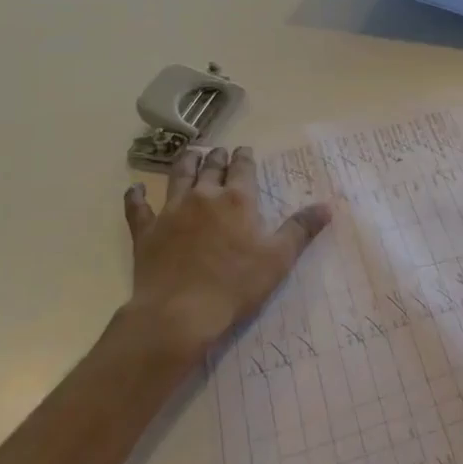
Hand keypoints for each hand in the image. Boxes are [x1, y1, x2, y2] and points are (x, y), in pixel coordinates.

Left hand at [119, 146, 331, 360]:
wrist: (178, 313)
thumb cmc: (235, 286)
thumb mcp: (278, 259)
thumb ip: (301, 229)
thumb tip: (327, 206)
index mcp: (237, 201)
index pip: (243, 168)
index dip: (245, 157)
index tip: (245, 150)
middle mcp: (203, 197)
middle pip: (210, 167)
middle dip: (217, 157)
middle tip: (219, 151)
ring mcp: (171, 212)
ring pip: (177, 177)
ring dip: (184, 163)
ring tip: (189, 154)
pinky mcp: (146, 232)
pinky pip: (138, 208)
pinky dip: (136, 196)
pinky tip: (135, 189)